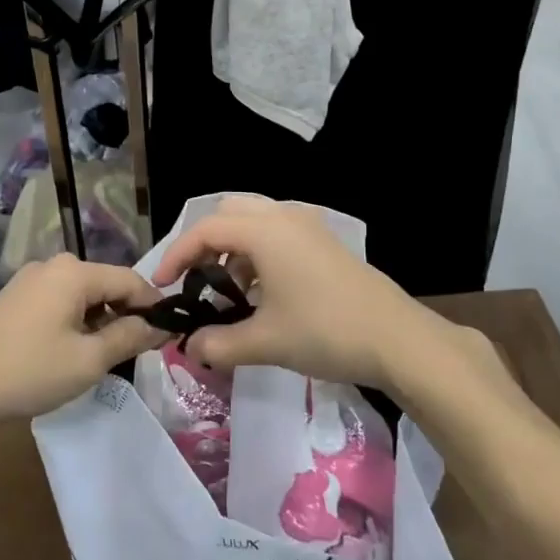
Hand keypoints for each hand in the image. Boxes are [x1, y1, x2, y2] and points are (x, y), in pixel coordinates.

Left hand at [0, 255, 161, 425]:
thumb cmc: (28, 373)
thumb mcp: (89, 360)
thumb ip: (130, 337)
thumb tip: (162, 326)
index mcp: (74, 271)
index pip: (131, 280)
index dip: (154, 306)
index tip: (170, 335)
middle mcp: (53, 265)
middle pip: (106, 285)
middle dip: (126, 314)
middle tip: (139, 352)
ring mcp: (30, 280)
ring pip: (83, 295)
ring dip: (100, 321)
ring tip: (107, 357)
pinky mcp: (15, 298)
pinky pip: (60, 302)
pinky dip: (76, 322)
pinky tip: (73, 352)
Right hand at [149, 197, 499, 400]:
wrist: (398, 339)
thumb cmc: (326, 332)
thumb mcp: (265, 342)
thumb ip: (219, 343)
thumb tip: (190, 347)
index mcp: (265, 232)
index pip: (205, 229)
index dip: (176, 255)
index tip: (162, 285)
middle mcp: (285, 217)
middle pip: (230, 212)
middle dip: (205, 243)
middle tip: (196, 279)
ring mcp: (310, 227)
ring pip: (256, 221)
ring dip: (234, 248)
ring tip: (229, 291)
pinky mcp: (326, 242)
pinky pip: (279, 233)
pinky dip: (259, 252)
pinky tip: (264, 292)